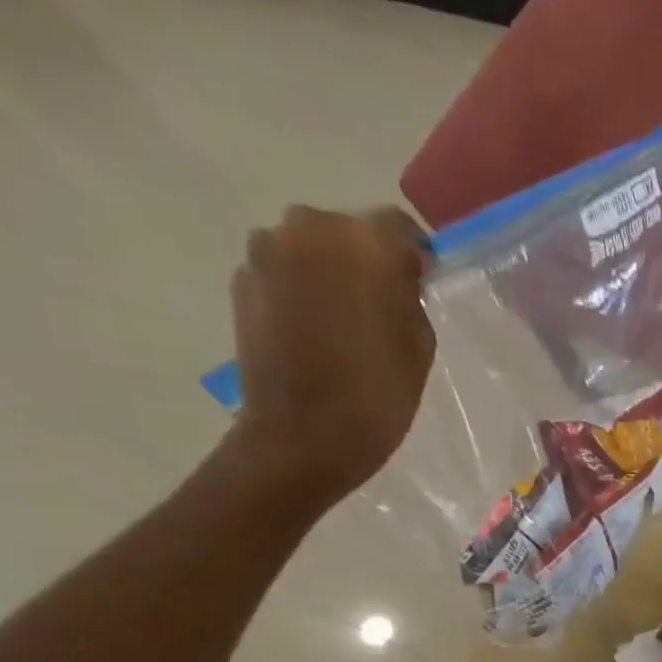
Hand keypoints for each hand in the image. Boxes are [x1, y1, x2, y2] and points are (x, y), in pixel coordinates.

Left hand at [226, 206, 435, 504]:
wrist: (304, 434)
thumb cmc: (378, 393)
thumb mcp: (419, 343)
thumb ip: (408, 296)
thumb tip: (393, 278)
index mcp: (366, 242)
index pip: (399, 227)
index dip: (413, 256)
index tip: (419, 286)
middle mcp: (311, 228)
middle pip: (349, 231)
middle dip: (366, 260)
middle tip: (380, 305)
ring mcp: (267, 250)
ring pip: (312, 248)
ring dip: (329, 272)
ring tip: (343, 320)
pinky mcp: (242, 278)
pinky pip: (283, 271)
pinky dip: (300, 290)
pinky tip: (313, 331)